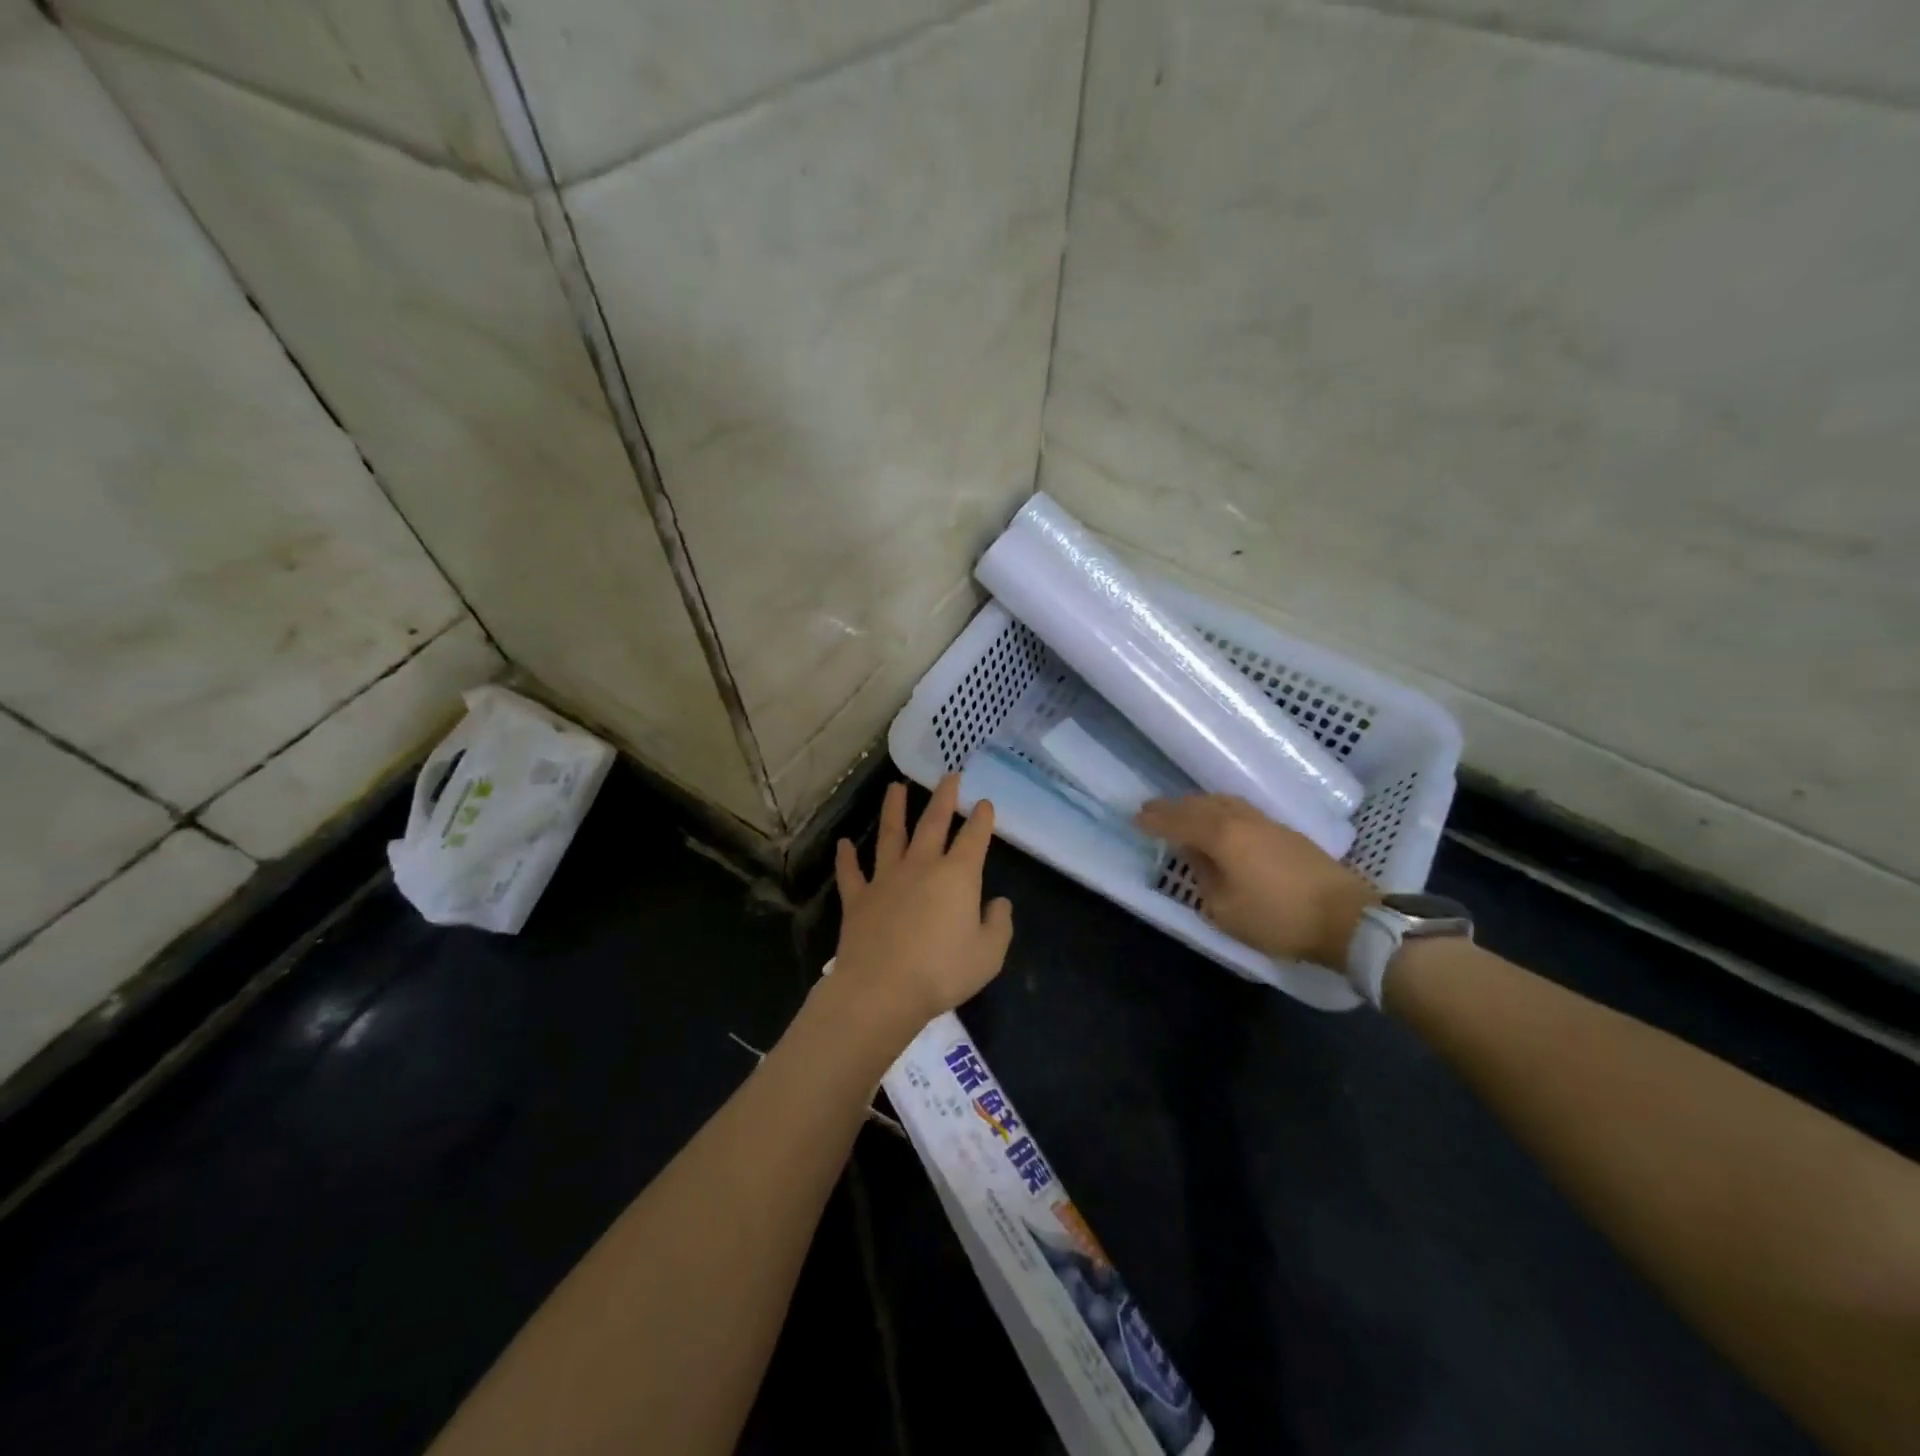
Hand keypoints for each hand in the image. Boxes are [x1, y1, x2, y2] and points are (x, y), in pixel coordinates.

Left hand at [832, 775, 1013, 1036]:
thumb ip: (999, 925)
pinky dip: (846, 858)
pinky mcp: (858, 899)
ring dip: (893, 809)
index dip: (981, 818)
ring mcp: (886, 879)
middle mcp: (921, 866)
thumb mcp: (988, 955)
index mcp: (957, 876)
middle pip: (933, 823)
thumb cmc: (942, 972)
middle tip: (949, 776)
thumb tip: (999, 903)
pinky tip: (844, 844)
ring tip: (895, 788)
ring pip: (890, 835)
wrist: (882, 990)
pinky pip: (851, 873)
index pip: (974, 838)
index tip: (984, 802)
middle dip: (943, 798)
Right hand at [1136, 794, 1377, 973]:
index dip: (1155, 820)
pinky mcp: (1286, 832)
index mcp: (1222, 836)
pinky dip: (1220, 810)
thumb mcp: (1225, 911)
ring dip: (1198, 805)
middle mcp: (1242, 819)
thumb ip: (1204, 879)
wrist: (1347, 918)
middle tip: (1151, 810)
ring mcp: (1267, 822)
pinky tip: (1220, 820)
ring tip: (1183, 811)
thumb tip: (1197, 858)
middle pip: (1200, 805)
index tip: (1135, 819)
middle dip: (1173, 807)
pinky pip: (1240, 809)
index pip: (1179, 821)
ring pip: (1223, 803)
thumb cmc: (1278, 918)